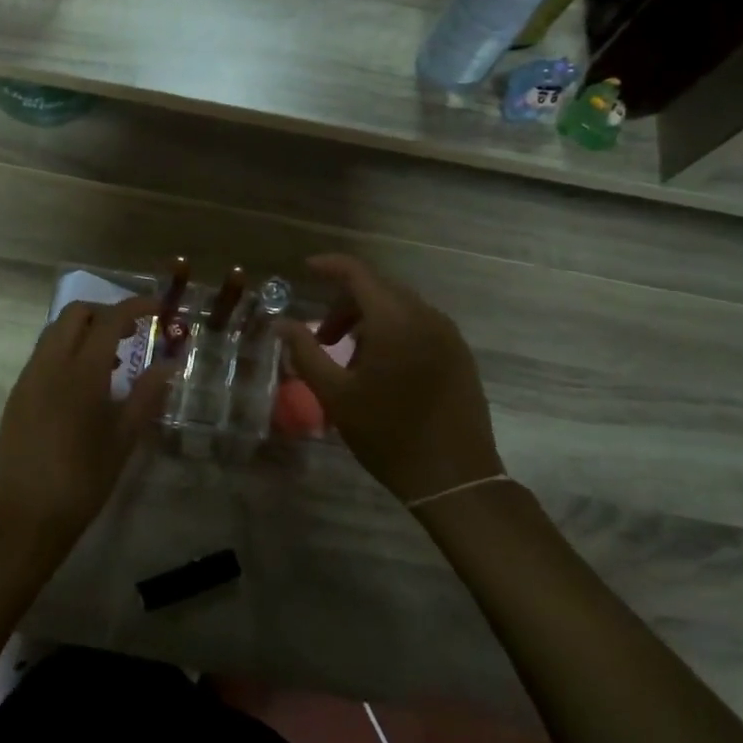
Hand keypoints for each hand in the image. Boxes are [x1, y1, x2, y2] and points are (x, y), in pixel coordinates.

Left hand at [0, 297, 174, 544]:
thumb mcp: (124, 438)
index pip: (110, 319)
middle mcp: (49, 364)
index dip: (137, 306)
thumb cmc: (83, 480)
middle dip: (106, 312)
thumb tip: (168, 364)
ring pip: (55, 332)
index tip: (160, 309)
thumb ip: (147, 395)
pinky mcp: (17, 395)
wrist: (25, 517)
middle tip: (133, 333)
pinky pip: (43, 356)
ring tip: (112, 363)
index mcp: (81, 372)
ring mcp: (28, 378)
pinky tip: (84, 386)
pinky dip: (66, 352)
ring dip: (84, 331)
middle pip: (75, 313)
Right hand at [279, 255, 502, 502]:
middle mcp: (425, 316)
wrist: (453, 477)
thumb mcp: (335, 395)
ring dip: (370, 320)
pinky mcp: (460, 354)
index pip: (357, 273)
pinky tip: (383, 370)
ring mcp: (448, 335)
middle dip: (346, 304)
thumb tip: (282, 324)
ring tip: (351, 360)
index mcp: (394, 320)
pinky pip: (420, 326)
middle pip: (379, 289)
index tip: (306, 270)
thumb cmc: (387, 434)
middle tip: (323, 338)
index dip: (329, 266)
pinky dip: (394, 332)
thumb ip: (305, 352)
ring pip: (400, 308)